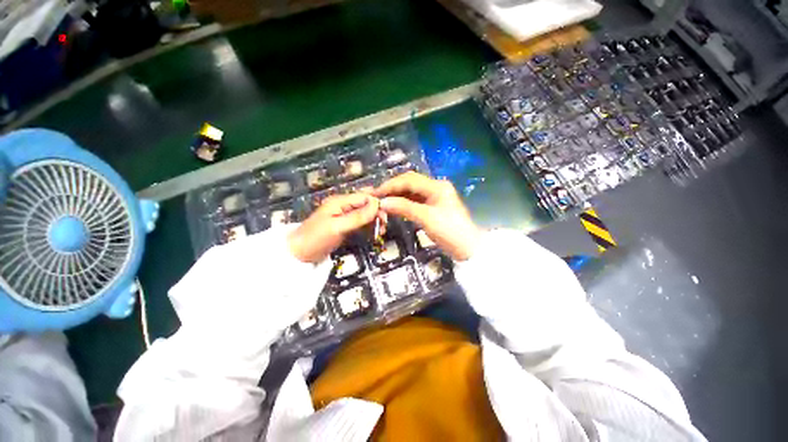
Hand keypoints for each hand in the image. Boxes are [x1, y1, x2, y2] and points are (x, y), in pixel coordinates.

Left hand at [288, 193, 378, 262]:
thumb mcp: (337, 227)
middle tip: (384, 226)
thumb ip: (357, 216)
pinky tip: (374, 232)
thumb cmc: (316, 239)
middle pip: (366, 203)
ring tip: (381, 231)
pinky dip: (369, 226)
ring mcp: (345, 215)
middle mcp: (344, 205)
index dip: (376, 204)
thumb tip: (376, 204)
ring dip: (375, 220)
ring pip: (366, 213)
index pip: (364, 197)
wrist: (299, 254)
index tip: (385, 217)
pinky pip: (361, 221)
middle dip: (377, 212)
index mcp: (340, 201)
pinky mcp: (346, 224)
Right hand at [373, 172, 480, 260]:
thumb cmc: (449, 231)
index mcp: (436, 186)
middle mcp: (434, 187)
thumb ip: (404, 208)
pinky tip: (393, 206)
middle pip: (409, 183)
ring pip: (411, 192)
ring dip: (396, 196)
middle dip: (392, 188)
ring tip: (381, 201)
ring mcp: (433, 197)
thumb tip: (382, 202)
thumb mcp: (426, 218)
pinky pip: (414, 201)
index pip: (409, 180)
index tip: (376, 192)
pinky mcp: (432, 206)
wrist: (468, 247)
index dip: (391, 185)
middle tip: (376, 196)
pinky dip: (403, 203)